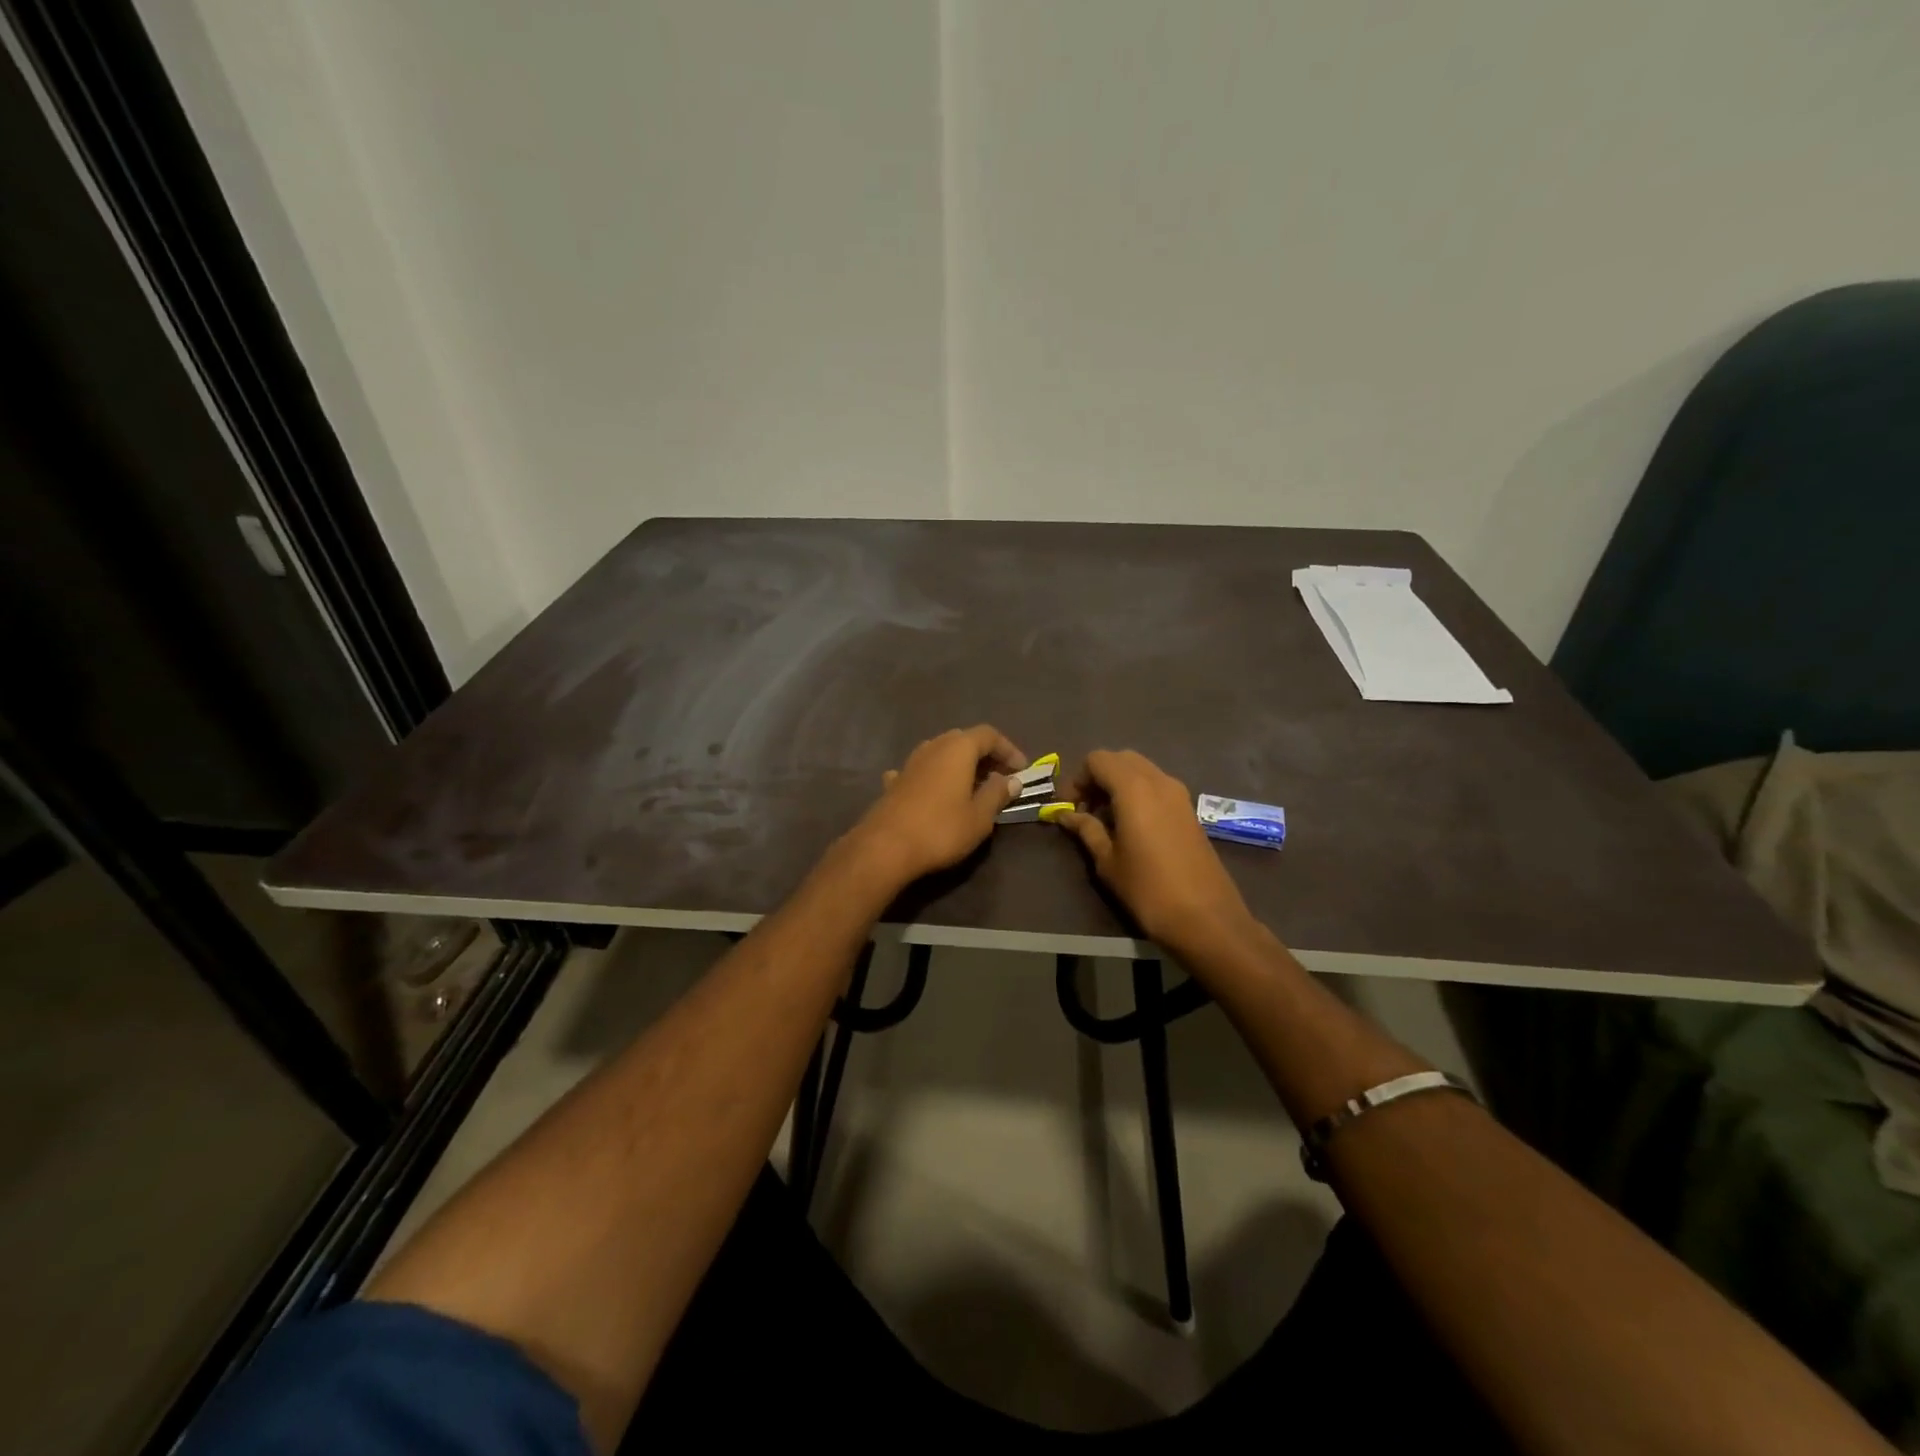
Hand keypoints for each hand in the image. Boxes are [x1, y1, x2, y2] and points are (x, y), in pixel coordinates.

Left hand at [846, 725, 1026, 891]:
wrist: (885, 847)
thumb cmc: (941, 829)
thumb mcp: (979, 816)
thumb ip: (997, 794)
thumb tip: (1012, 780)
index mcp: (958, 749)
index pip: (989, 735)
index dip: (1009, 749)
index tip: (1021, 770)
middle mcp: (933, 747)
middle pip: (963, 740)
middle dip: (984, 755)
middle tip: (999, 777)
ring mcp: (909, 763)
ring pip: (940, 753)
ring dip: (959, 765)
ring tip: (972, 787)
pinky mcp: (894, 782)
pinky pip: (920, 771)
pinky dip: (933, 778)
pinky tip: (934, 794)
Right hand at [1053, 749, 1257, 957]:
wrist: (1206, 917)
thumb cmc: (1148, 889)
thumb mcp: (1108, 861)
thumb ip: (1086, 830)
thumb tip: (1065, 815)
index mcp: (1134, 787)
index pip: (1097, 760)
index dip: (1077, 779)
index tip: (1068, 806)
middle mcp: (1159, 780)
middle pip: (1120, 759)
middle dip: (1098, 777)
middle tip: (1085, 809)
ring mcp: (1179, 793)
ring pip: (1141, 770)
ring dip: (1119, 784)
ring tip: (1106, 819)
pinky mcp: (1190, 809)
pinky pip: (1157, 786)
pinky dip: (1138, 793)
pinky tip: (1131, 826)